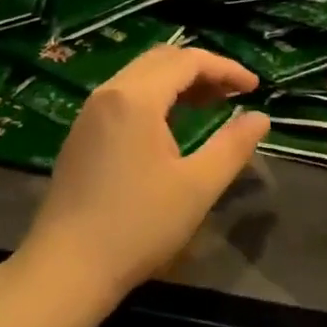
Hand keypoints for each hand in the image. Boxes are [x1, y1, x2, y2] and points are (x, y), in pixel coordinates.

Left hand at [19, 46, 269, 304]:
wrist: (67, 267)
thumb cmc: (138, 225)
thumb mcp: (197, 187)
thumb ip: (232, 146)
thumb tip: (260, 117)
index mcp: (136, 97)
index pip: (188, 61)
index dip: (226, 68)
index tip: (255, 87)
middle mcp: (109, 92)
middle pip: (162, 59)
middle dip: (202, 70)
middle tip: (234, 94)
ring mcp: (90, 112)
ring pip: (141, 76)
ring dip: (178, 82)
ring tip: (211, 104)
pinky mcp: (82, 133)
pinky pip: (124, 95)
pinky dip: (155, 96)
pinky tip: (171, 125)